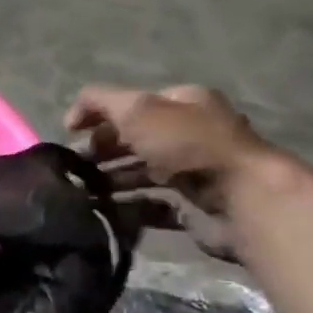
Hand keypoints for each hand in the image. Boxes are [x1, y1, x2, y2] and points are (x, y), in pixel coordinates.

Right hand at [64, 85, 270, 260]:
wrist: (241, 198)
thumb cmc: (187, 144)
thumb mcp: (136, 109)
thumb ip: (99, 102)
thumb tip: (71, 117)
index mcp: (184, 102)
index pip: (133, 104)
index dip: (100, 115)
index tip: (71, 134)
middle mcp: (192, 133)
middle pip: (136, 138)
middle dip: (103, 150)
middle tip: (74, 166)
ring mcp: (194, 171)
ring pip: (142, 172)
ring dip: (111, 179)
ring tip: (82, 190)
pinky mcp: (194, 205)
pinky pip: (153, 205)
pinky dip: (128, 207)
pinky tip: (105, 210)